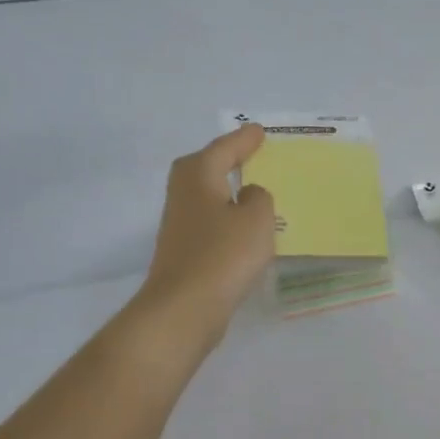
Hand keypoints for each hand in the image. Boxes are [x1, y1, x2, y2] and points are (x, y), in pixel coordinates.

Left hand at [132, 123, 275, 349]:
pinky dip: (227, 217)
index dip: (244, 140)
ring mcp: (180, 224)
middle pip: (206, 167)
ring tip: (252, 188)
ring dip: (227, 190)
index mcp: (198, 175)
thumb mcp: (256, 219)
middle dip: (227, 159)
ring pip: (207, 196)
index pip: (224, 148)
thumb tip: (248, 195)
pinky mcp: (184, 251)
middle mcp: (183, 193)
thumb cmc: (223, 255)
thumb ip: (259, 198)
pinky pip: (211, 222)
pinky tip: (243, 228)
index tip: (259, 131)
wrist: (185, 307)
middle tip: (252, 152)